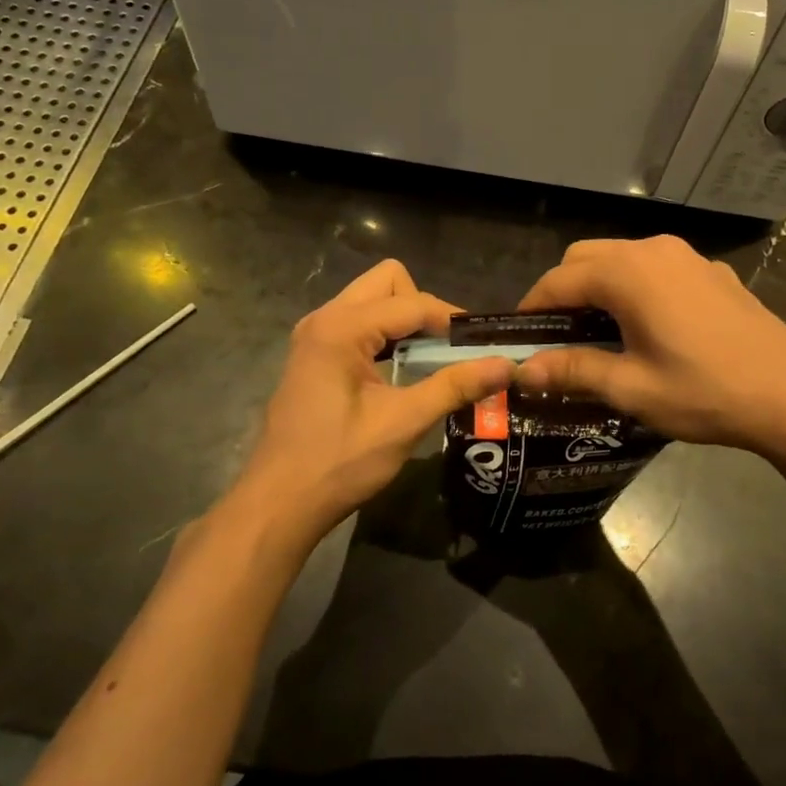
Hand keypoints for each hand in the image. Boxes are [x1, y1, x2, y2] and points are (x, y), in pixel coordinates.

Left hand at [236, 259, 512, 544]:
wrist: (279, 503)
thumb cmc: (339, 462)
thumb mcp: (403, 423)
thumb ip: (455, 386)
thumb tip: (506, 365)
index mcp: (341, 327)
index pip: (412, 302)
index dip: (452, 320)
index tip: (484, 344)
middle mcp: (324, 318)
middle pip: (387, 283)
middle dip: (424, 308)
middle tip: (448, 348)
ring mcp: (314, 335)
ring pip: (372, 300)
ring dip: (404, 321)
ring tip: (432, 358)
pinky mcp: (314, 355)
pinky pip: (358, 323)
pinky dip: (385, 336)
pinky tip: (400, 369)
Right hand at [512, 236, 785, 460]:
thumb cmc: (704, 392)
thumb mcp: (631, 388)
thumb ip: (572, 371)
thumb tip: (522, 372)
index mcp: (627, 274)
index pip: (558, 280)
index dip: (533, 308)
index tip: (520, 339)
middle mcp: (653, 250)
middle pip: (586, 257)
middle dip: (563, 291)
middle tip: (558, 337)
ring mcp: (687, 256)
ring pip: (621, 257)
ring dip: (599, 285)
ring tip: (598, 332)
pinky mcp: (711, 270)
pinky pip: (655, 267)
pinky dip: (634, 286)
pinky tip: (648, 326)